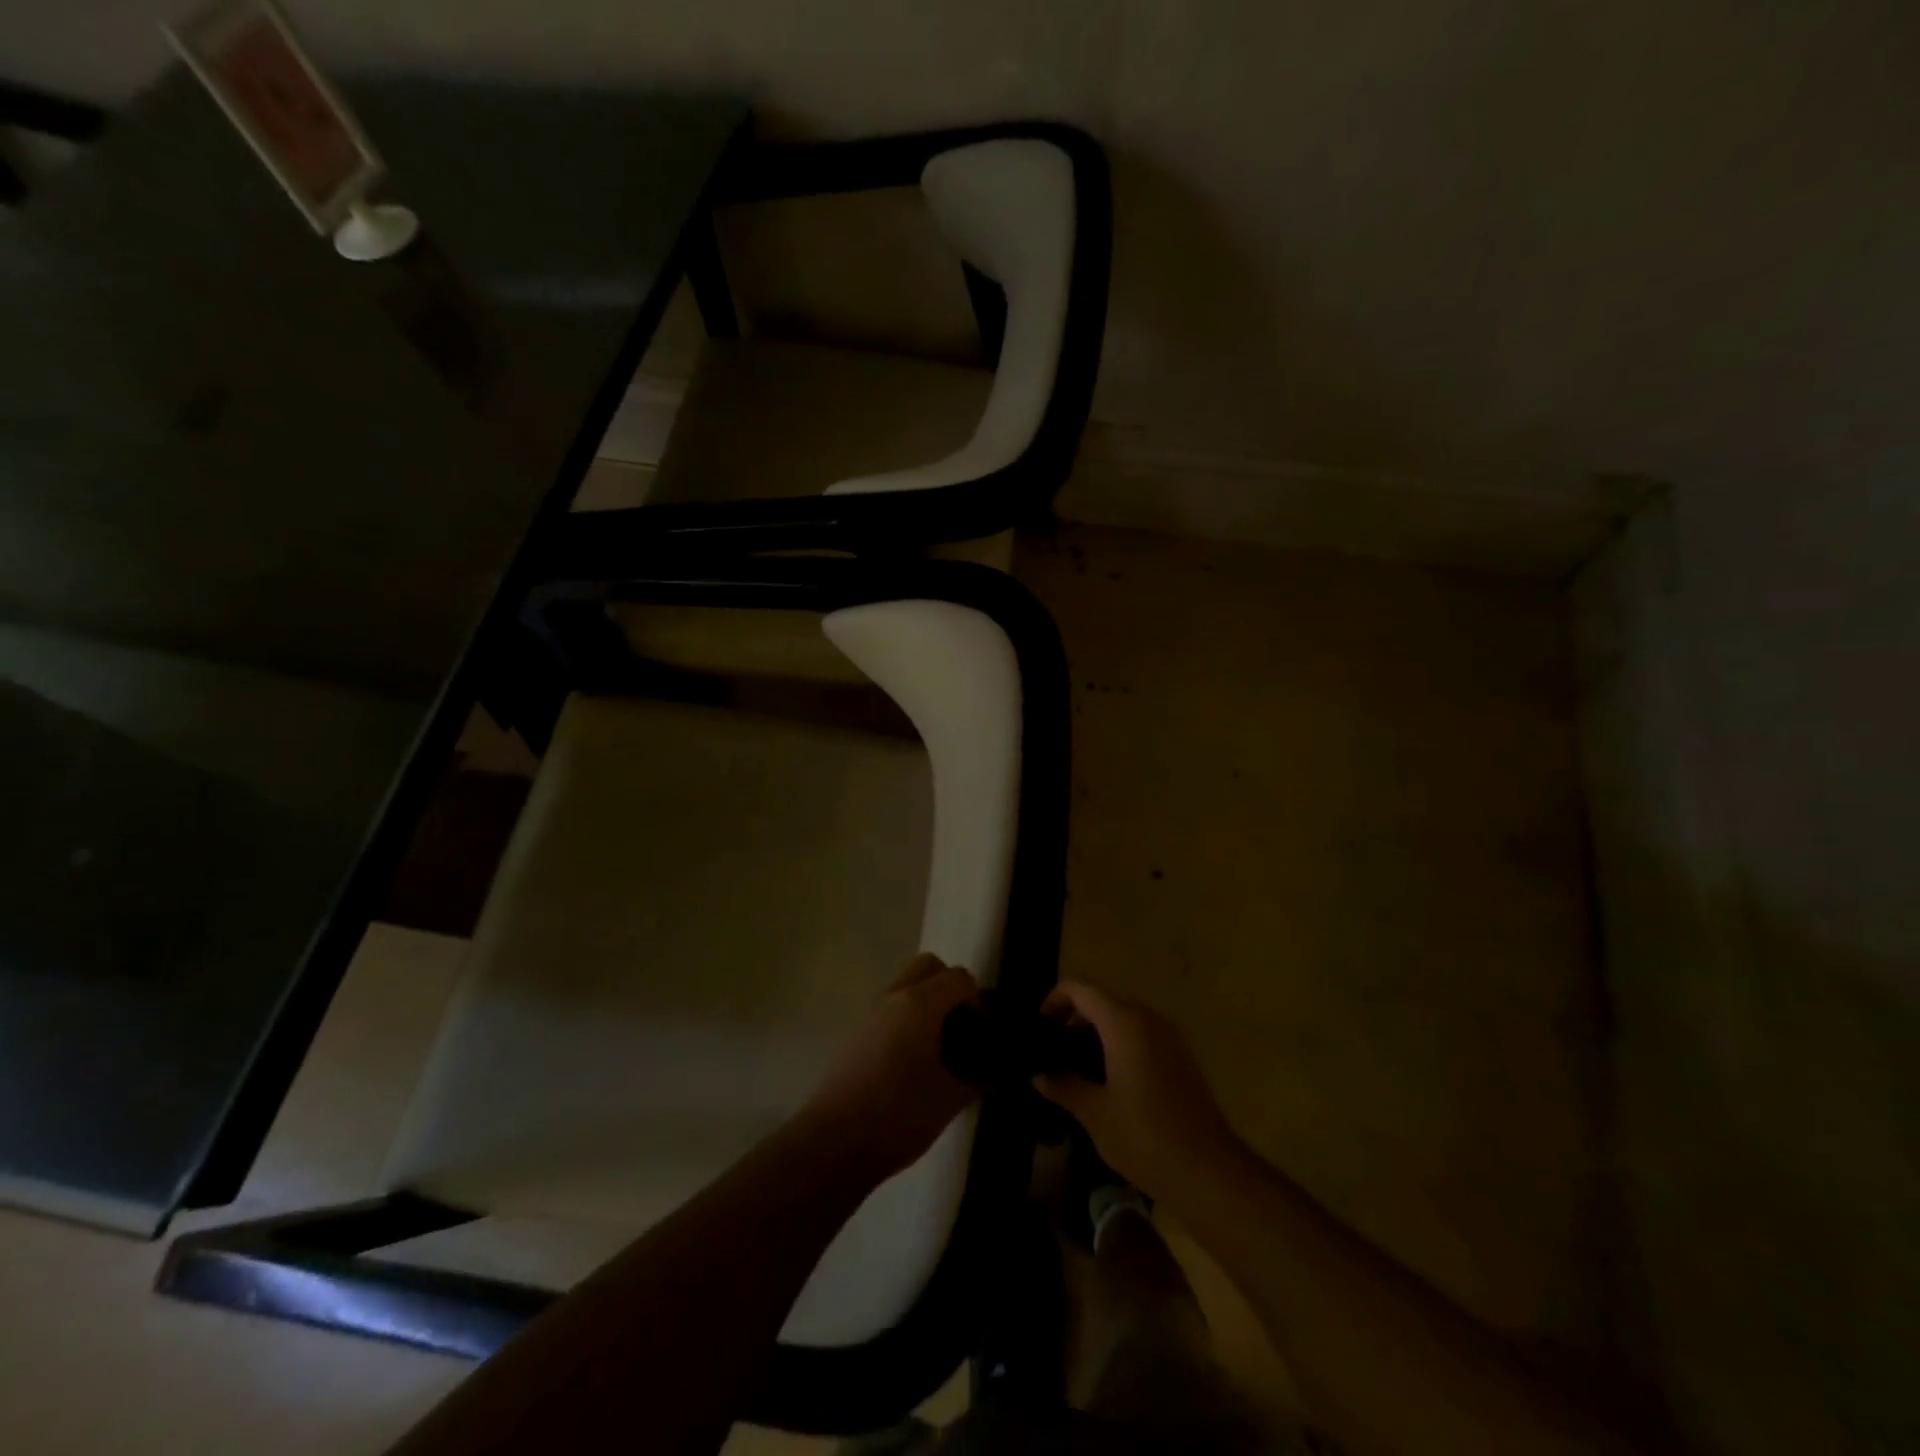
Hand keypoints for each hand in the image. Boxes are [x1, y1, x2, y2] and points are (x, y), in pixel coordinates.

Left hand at [803, 953, 982, 1180]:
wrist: (834, 1143)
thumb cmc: (898, 1115)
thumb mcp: (950, 1099)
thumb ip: (977, 1077)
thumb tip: (992, 1070)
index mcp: (919, 1003)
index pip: (959, 978)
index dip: (979, 1003)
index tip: (984, 1037)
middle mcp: (893, 996)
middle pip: (929, 966)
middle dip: (951, 988)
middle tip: (962, 1027)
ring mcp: (870, 1012)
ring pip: (906, 985)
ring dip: (928, 1001)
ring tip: (940, 1047)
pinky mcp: (856, 1032)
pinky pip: (890, 1008)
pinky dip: (908, 1018)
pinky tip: (913, 1061)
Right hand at [1033, 981, 1242, 1200]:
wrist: (1208, 1170)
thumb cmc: (1144, 1137)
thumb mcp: (1095, 1113)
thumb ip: (1064, 1086)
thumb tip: (1039, 1075)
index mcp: (1123, 1023)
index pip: (1081, 990)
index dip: (1055, 999)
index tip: (1040, 1027)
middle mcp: (1147, 1018)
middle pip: (1102, 1000)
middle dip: (1075, 1018)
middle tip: (1054, 1050)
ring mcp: (1169, 1035)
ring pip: (1123, 1016)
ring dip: (1097, 1031)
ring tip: (1077, 1066)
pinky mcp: (1180, 1055)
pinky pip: (1142, 1033)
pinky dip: (1119, 1042)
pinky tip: (1109, 1079)